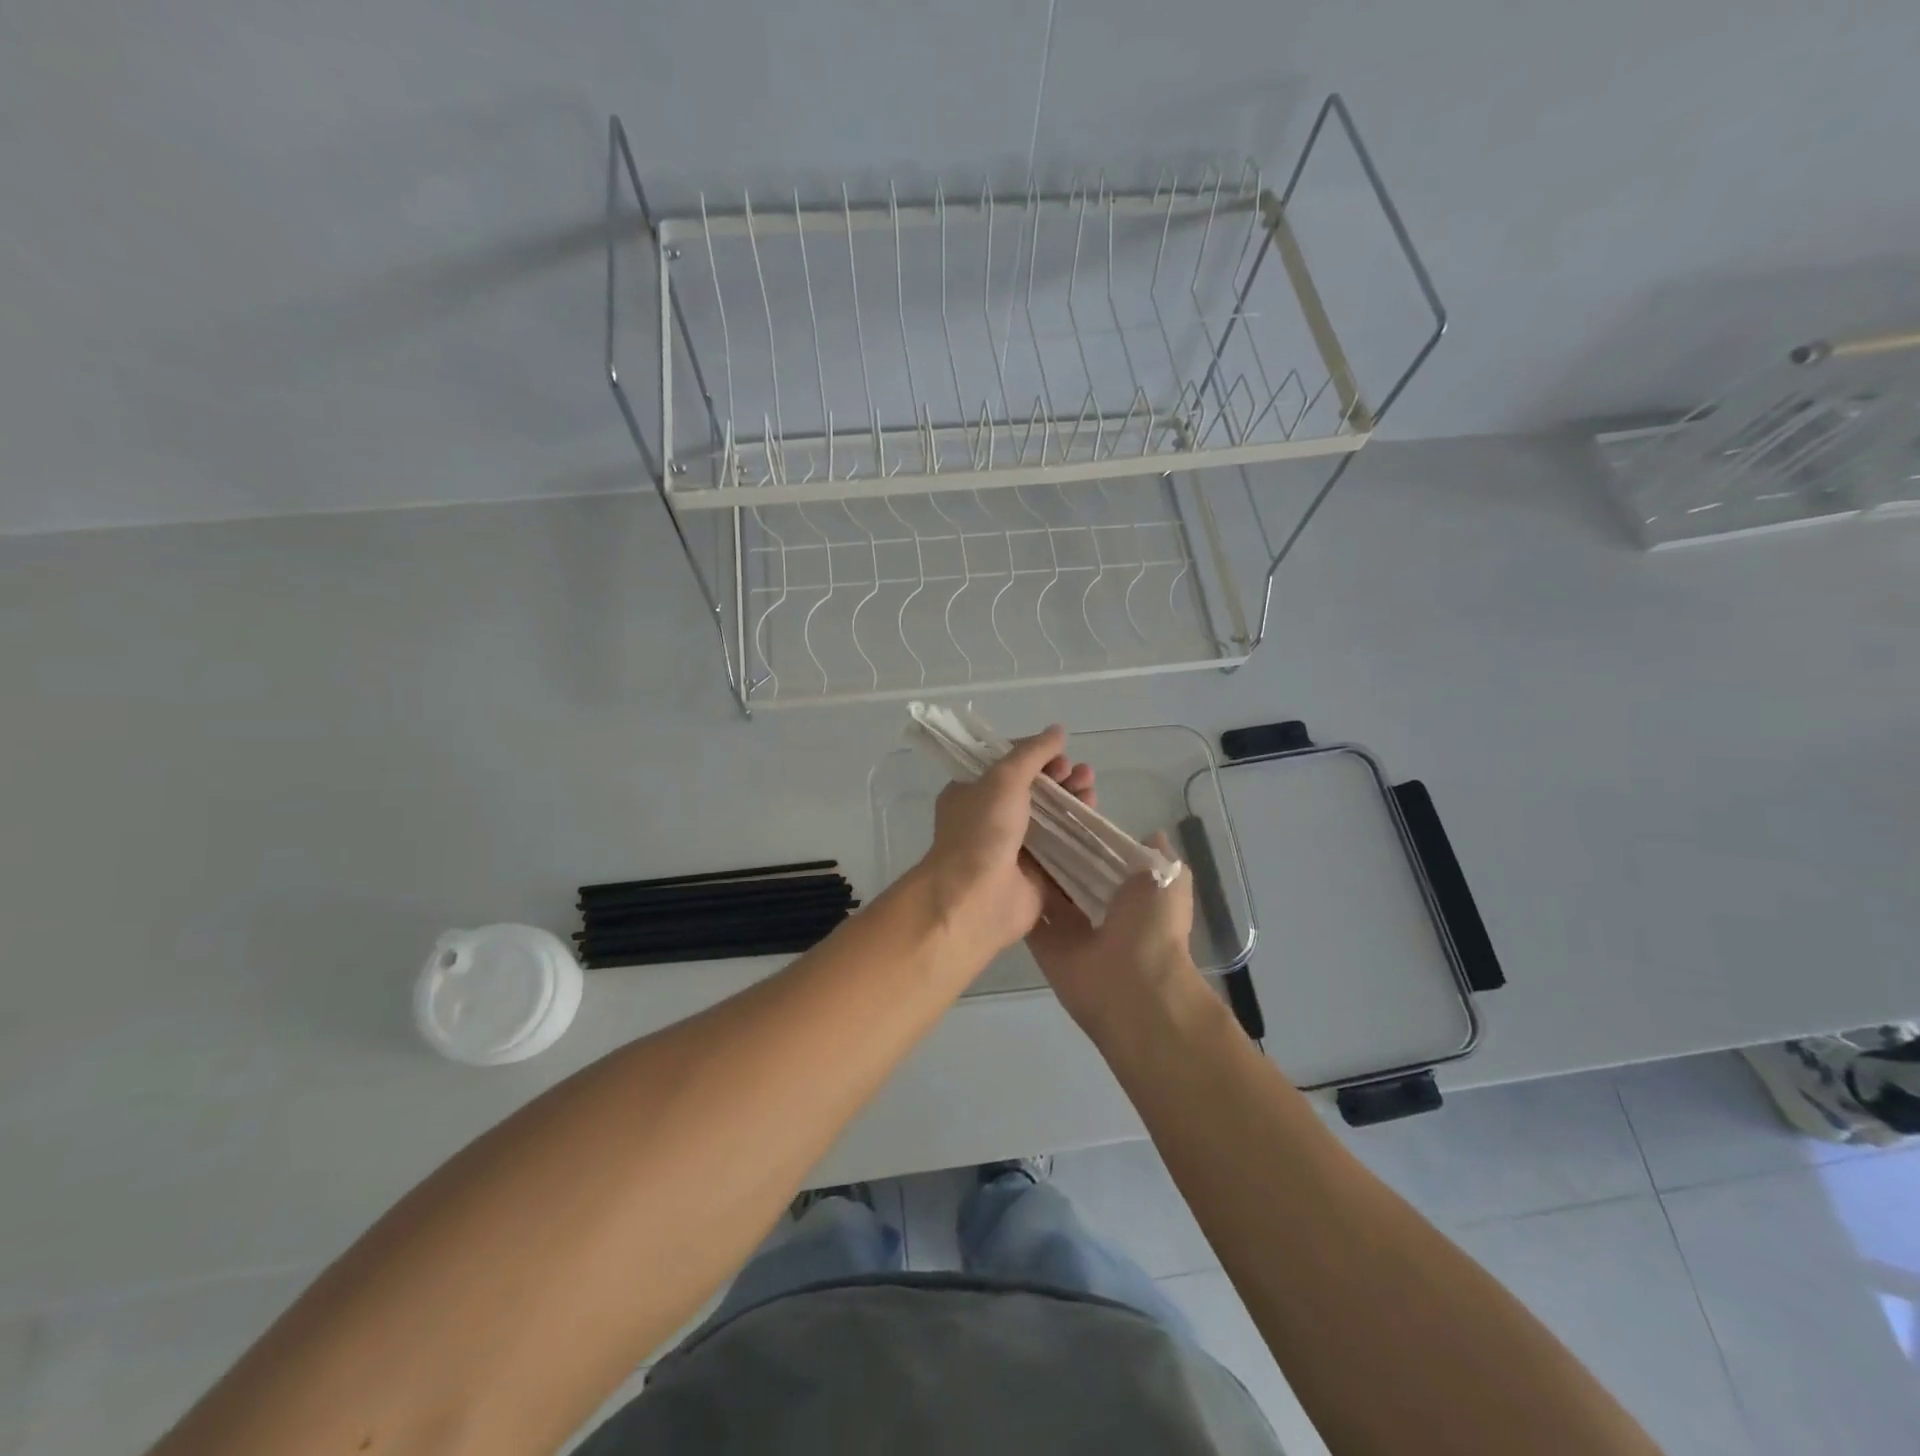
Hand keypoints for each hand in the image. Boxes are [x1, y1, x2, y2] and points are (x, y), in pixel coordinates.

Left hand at [917, 726, 1090, 958]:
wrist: (976, 899)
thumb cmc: (982, 831)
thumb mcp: (1003, 779)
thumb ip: (1032, 753)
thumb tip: (1057, 730)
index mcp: (972, 793)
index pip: (1008, 766)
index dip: (1036, 757)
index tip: (1059, 755)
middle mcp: (991, 819)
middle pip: (1034, 791)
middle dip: (1060, 779)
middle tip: (1082, 774)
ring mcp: (1015, 849)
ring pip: (1051, 819)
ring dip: (1072, 802)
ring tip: (1091, 792)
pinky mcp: (1037, 876)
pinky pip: (1062, 850)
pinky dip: (1079, 835)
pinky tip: (1095, 821)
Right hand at [1026, 810, 1206, 1042]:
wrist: (1134, 987)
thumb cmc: (1153, 926)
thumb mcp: (1170, 877)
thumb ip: (1158, 854)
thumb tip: (1149, 833)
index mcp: (1129, 892)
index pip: (1099, 856)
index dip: (1082, 833)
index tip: (1059, 803)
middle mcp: (1098, 908)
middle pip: (1069, 872)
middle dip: (1052, 847)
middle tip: (1026, 813)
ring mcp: (1069, 928)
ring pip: (1045, 891)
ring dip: (1031, 867)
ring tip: (1007, 830)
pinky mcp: (1045, 944)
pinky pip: (1027, 915)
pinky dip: (1014, 894)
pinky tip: (997, 862)